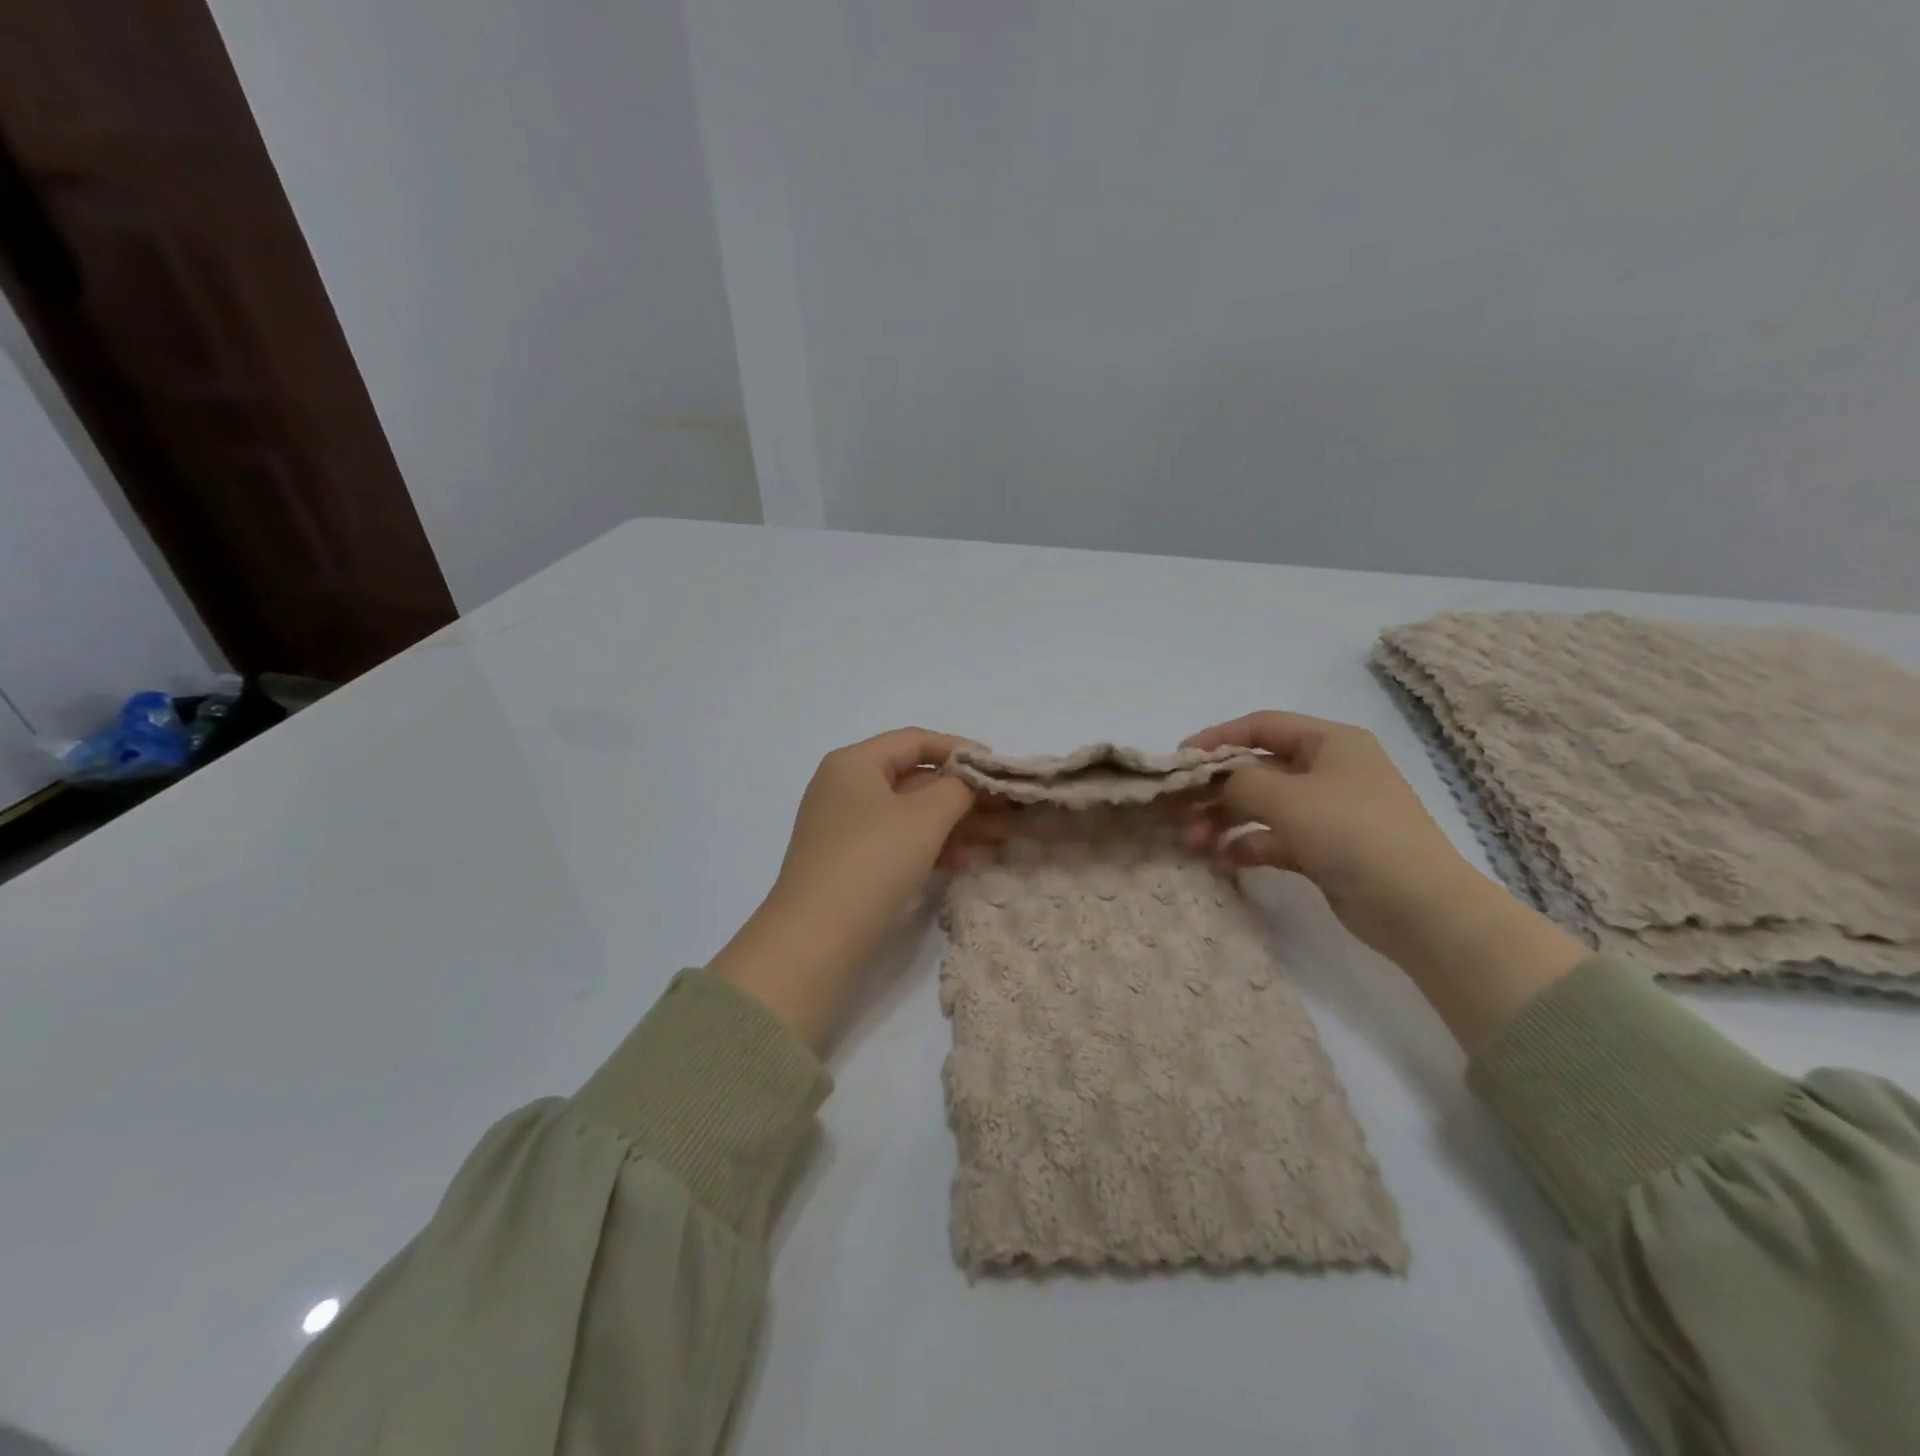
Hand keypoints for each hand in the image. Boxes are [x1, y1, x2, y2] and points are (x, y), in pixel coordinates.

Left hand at [711, 728, 981, 1047]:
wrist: (816, 939)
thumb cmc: (873, 861)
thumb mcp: (925, 817)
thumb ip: (958, 788)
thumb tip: (972, 779)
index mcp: (854, 763)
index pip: (915, 740)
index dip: (960, 750)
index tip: (998, 767)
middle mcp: (846, 788)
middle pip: (915, 778)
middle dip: (965, 793)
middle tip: (1008, 807)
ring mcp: (846, 828)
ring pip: (911, 813)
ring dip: (956, 821)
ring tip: (1002, 834)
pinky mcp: (851, 863)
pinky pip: (900, 841)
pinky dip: (933, 845)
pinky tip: (968, 858)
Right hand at [1184, 712, 1589, 1049]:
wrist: (1418, 907)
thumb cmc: (1352, 832)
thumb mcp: (1287, 797)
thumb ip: (1240, 781)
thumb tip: (1219, 784)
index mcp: (1330, 743)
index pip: (1262, 726)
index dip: (1218, 738)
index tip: (1180, 758)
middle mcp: (1329, 771)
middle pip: (1258, 768)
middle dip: (1215, 787)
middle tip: (1176, 806)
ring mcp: (1328, 812)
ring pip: (1263, 806)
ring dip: (1224, 819)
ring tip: (1191, 841)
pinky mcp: (1325, 850)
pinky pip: (1275, 838)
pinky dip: (1248, 844)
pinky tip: (1222, 858)